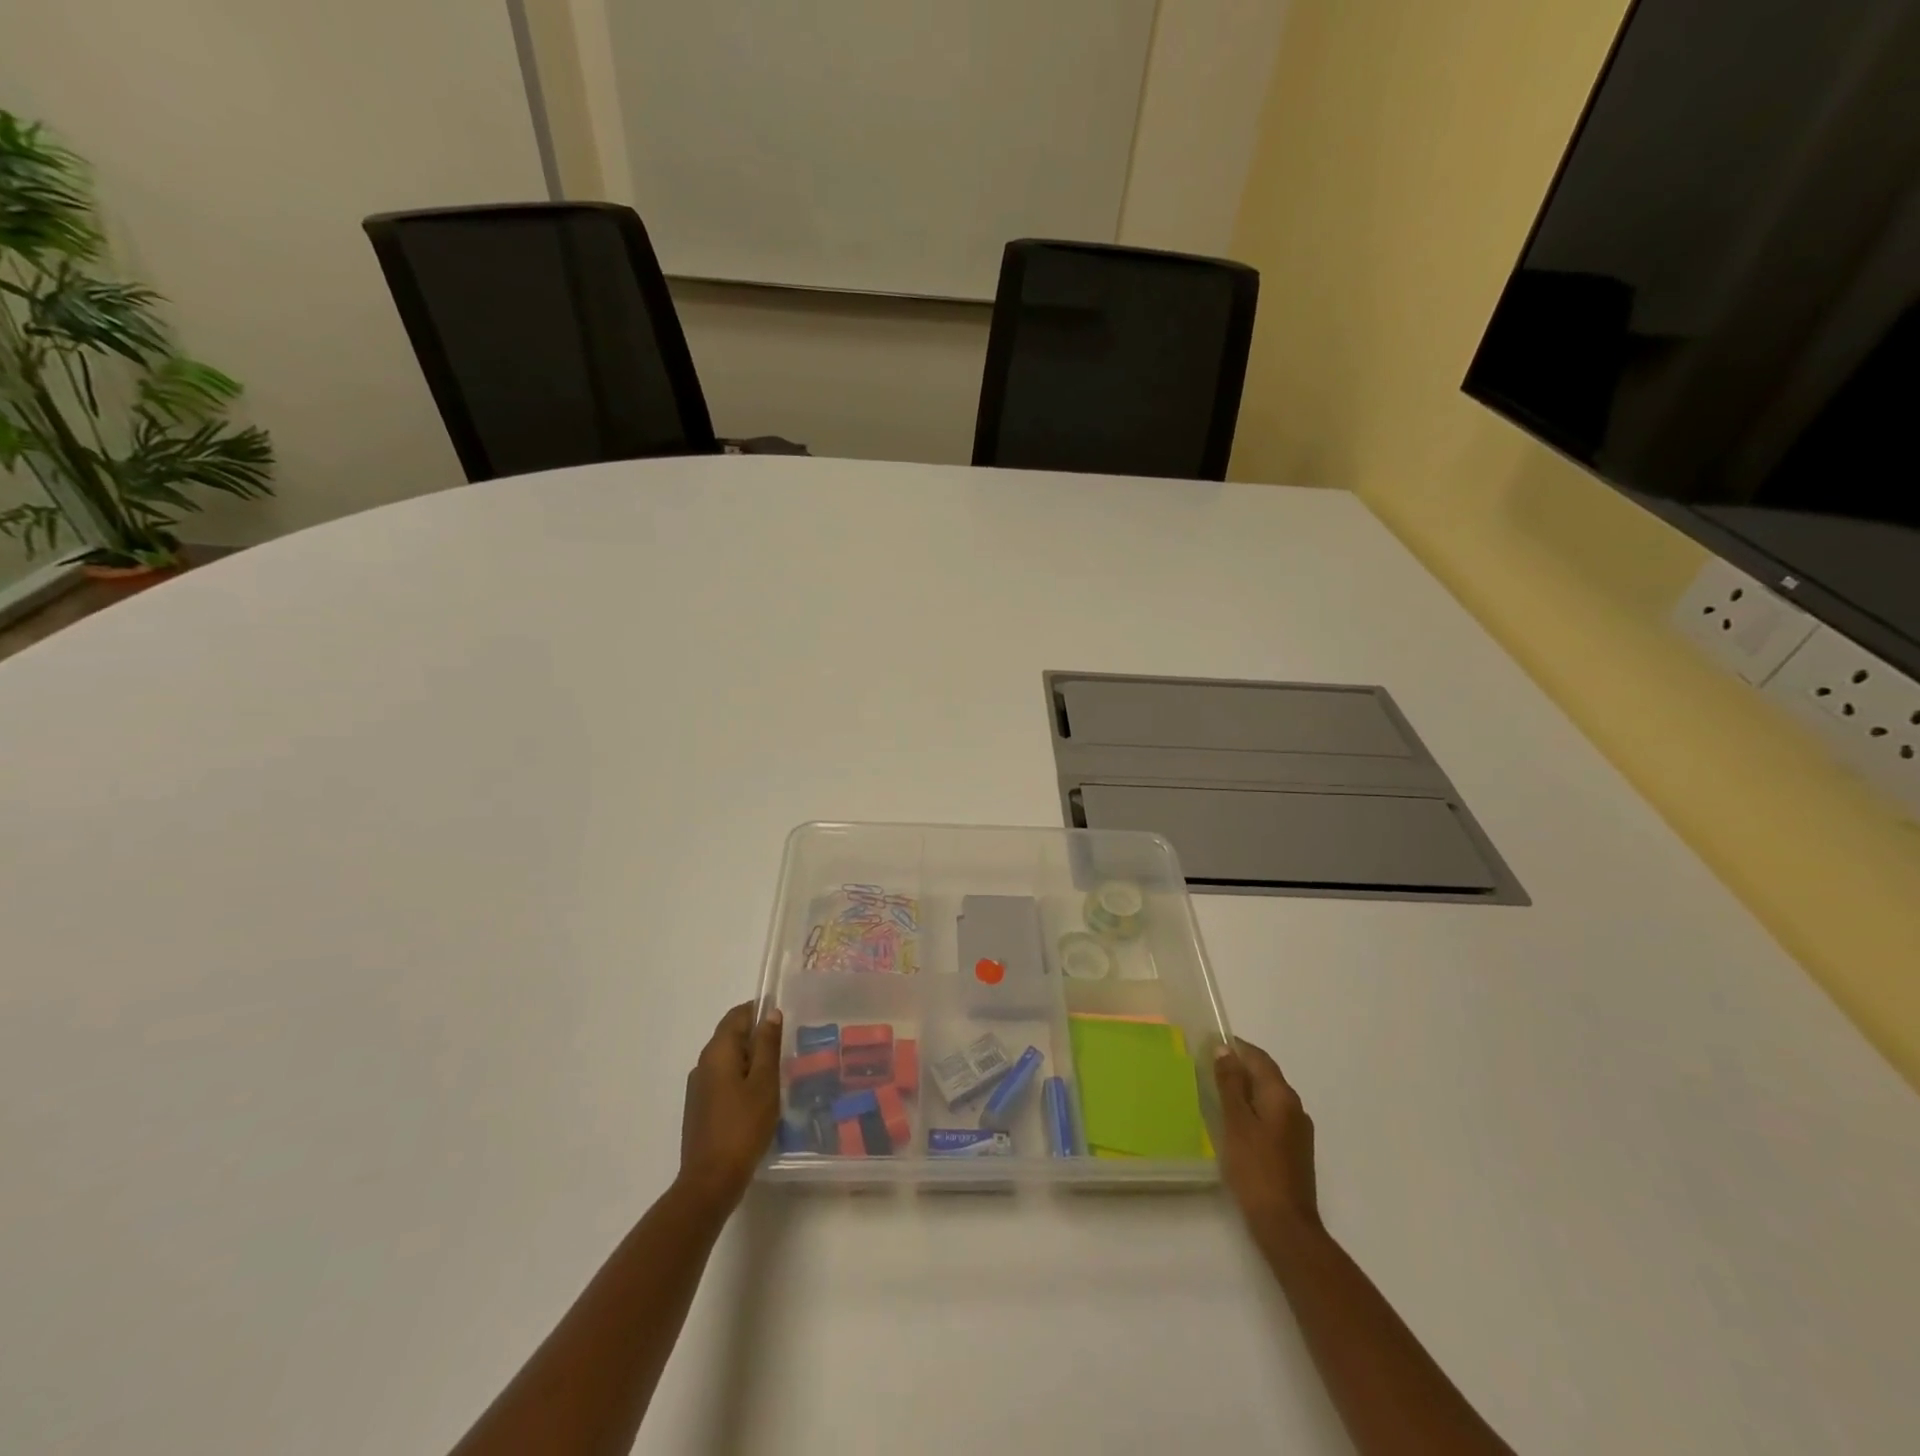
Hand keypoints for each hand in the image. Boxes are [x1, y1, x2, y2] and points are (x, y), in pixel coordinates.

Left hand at [677, 1002, 782, 1214]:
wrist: (711, 1181)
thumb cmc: (743, 1126)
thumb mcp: (765, 1082)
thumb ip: (768, 1045)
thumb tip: (770, 1013)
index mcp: (718, 1052)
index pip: (737, 1015)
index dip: (759, 1011)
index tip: (784, 1021)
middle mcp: (703, 1063)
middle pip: (731, 1036)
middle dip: (758, 1037)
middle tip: (787, 1049)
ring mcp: (698, 1088)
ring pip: (728, 1060)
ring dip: (751, 1061)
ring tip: (778, 1074)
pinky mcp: (700, 1108)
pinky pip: (723, 1080)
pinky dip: (742, 1079)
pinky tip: (760, 1098)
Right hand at [1214, 1036, 1319, 1236]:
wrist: (1285, 1224)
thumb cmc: (1256, 1168)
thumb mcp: (1236, 1121)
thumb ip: (1230, 1083)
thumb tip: (1224, 1049)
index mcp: (1282, 1096)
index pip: (1259, 1058)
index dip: (1236, 1047)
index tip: (1209, 1044)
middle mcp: (1295, 1107)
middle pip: (1266, 1076)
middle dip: (1239, 1068)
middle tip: (1207, 1068)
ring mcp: (1297, 1131)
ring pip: (1268, 1097)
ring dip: (1245, 1090)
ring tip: (1216, 1093)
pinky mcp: (1294, 1150)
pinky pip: (1271, 1116)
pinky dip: (1252, 1110)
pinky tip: (1234, 1123)